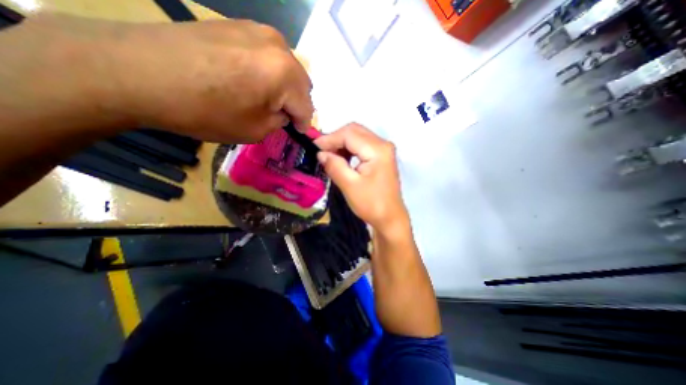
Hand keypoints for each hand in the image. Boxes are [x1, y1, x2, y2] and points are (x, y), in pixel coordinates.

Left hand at [1, 13, 312, 142]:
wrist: (139, 72)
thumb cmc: (206, 110)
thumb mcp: (255, 130)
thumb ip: (279, 122)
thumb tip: (283, 114)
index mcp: (286, 75)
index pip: (307, 107)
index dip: (304, 124)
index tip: (296, 133)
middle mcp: (279, 47)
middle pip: (301, 84)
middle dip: (295, 103)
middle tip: (281, 116)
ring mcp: (258, 31)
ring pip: (287, 68)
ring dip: (283, 87)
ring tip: (265, 98)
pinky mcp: (238, 25)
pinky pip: (267, 56)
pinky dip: (267, 72)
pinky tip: (249, 80)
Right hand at [314, 123, 409, 234]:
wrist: (389, 218)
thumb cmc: (371, 204)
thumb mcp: (350, 186)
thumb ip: (334, 166)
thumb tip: (320, 153)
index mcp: (377, 150)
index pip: (349, 134)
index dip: (329, 138)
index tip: (313, 147)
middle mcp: (383, 144)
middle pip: (354, 131)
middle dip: (335, 139)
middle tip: (320, 152)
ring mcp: (383, 149)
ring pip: (357, 136)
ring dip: (341, 144)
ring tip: (329, 156)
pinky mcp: (381, 156)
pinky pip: (362, 145)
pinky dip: (349, 149)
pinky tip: (341, 159)